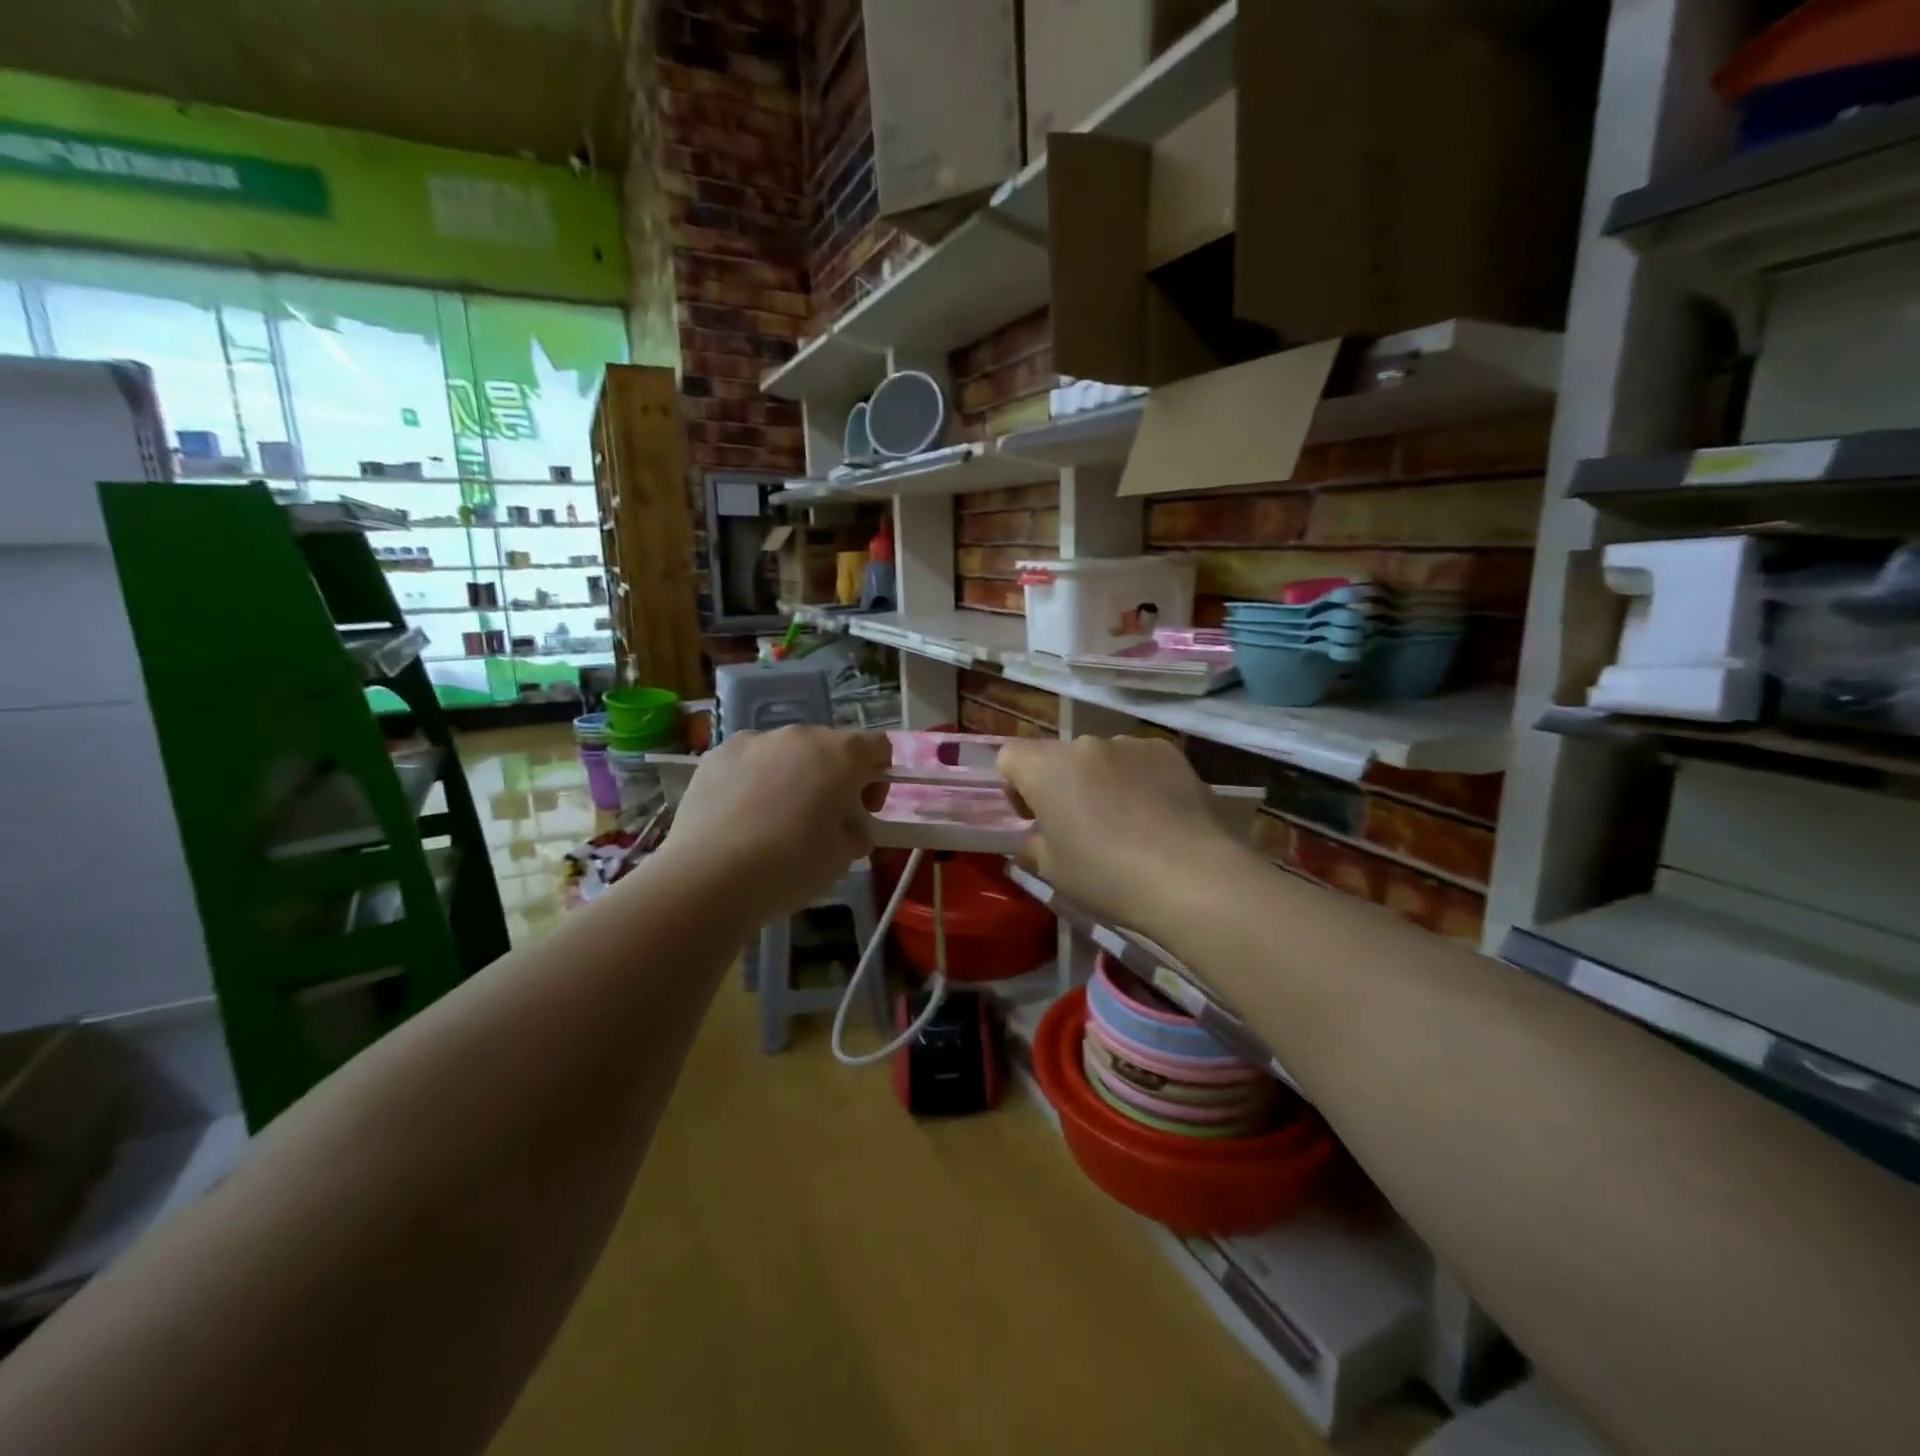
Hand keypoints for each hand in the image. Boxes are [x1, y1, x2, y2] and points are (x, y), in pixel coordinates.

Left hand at [659, 727, 891, 922]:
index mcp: (841, 754)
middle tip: (822, 819)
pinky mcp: (716, 754)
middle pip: (829, 746)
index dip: (878, 776)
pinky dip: (754, 780)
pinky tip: (742, 817)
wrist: (710, 877)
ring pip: (786, 751)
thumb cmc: (792, 865)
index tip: (864, 810)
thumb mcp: (845, 856)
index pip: (878, 745)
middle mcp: (800, 735)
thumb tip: (851, 824)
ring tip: (775, 819)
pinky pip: (749, 760)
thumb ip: (858, 830)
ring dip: (792, 775)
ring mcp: (754, 740)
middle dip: (833, 776)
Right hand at [997, 735, 1252, 935]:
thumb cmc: (1107, 876)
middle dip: (1061, 784)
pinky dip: (1139, 779)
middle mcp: (1084, 744)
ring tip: (1126, 821)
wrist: (1191, 877)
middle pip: (1058, 756)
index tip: (1034, 818)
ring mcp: (1130, 743)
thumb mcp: (1053, 871)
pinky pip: (1139, 760)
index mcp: (1046, 768)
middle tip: (1080, 826)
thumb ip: (1033, 843)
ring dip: (1100, 779)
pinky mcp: (1169, 751)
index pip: (1010, 756)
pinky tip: (1158, 814)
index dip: (1015, 786)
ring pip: (1100, 757)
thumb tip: (1035, 835)